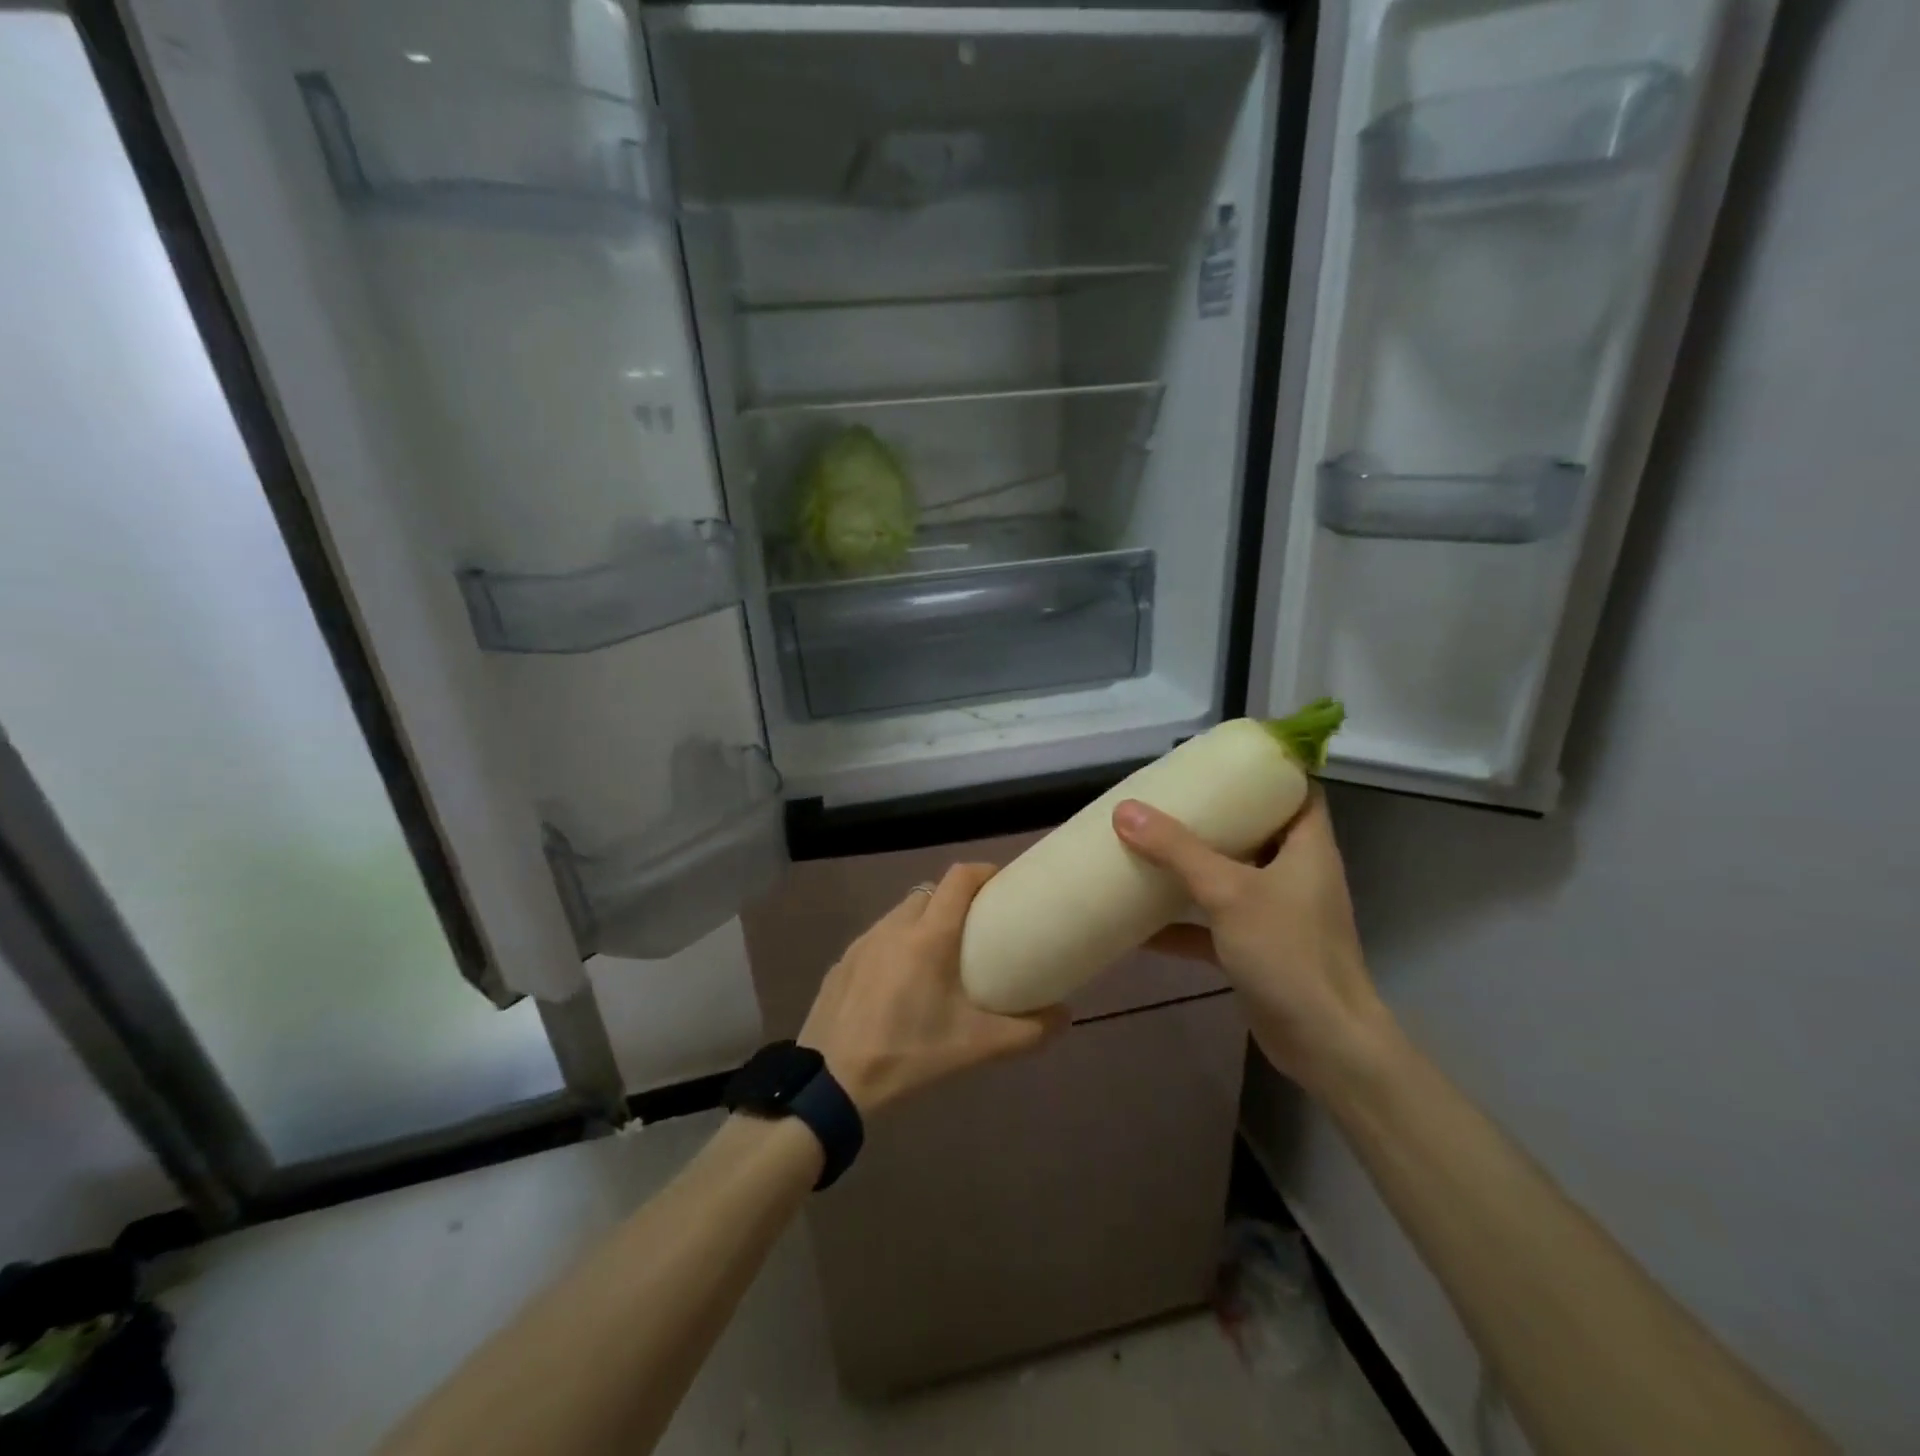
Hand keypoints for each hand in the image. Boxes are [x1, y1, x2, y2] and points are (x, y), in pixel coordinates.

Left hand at [799, 863, 1066, 1114]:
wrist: (830, 1084)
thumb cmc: (908, 1054)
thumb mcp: (975, 1047)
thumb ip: (1027, 1032)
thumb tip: (1066, 1018)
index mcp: (928, 936)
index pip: (958, 878)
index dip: (983, 872)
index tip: (1002, 887)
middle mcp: (893, 927)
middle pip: (930, 894)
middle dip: (954, 901)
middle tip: (975, 931)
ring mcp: (862, 943)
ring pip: (900, 915)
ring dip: (922, 923)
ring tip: (938, 958)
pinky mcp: (841, 963)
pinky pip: (876, 939)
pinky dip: (894, 947)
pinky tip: (898, 984)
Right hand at [1111, 788, 1393, 1095]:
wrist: (1323, 1044)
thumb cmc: (1289, 953)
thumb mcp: (1229, 892)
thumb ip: (1177, 851)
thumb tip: (1126, 811)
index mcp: (1307, 847)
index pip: (1298, 791)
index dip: (1267, 771)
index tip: (1220, 761)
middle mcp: (1296, 874)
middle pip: (1257, 830)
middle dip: (1215, 816)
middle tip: (1170, 799)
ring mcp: (1277, 914)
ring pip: (1231, 876)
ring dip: (1194, 866)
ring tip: (1149, 844)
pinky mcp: (1258, 949)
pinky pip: (1214, 924)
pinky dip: (1182, 921)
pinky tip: (1139, 922)